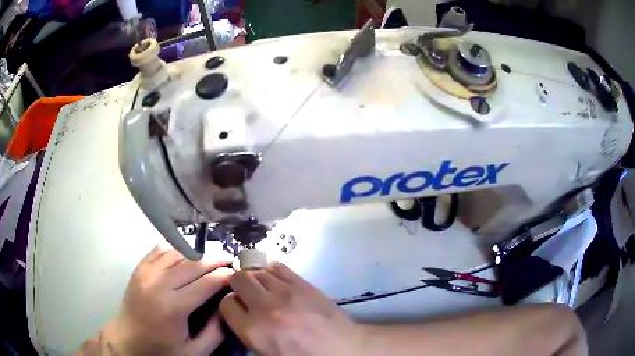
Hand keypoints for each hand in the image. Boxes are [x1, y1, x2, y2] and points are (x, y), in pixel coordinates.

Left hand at [101, 245, 233, 355]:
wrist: (128, 339)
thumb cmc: (161, 349)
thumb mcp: (194, 352)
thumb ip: (215, 332)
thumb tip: (227, 306)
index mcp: (173, 307)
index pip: (206, 282)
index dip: (225, 275)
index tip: (238, 274)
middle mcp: (159, 284)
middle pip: (193, 263)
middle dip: (215, 259)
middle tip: (229, 260)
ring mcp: (146, 273)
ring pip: (178, 253)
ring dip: (197, 254)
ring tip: (210, 259)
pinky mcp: (140, 268)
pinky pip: (161, 250)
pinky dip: (177, 249)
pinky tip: (185, 257)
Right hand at [219, 262, 364, 355]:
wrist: (342, 349)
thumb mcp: (266, 354)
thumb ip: (247, 333)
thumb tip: (239, 315)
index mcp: (253, 331)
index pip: (225, 304)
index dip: (229, 305)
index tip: (237, 309)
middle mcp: (265, 307)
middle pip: (238, 279)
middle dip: (238, 285)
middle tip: (247, 295)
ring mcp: (285, 292)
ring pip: (257, 270)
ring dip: (255, 278)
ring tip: (263, 288)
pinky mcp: (303, 283)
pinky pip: (278, 266)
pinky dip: (272, 271)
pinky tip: (276, 281)